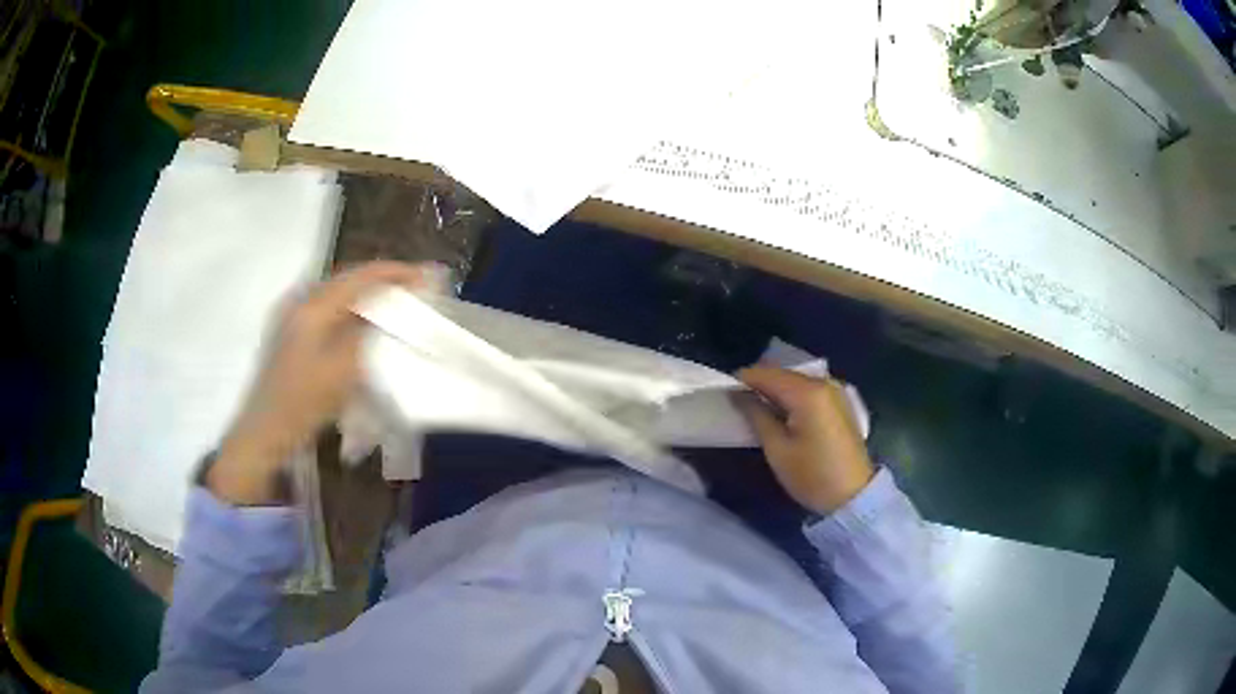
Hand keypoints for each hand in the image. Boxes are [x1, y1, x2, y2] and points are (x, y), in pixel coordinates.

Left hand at [208, 261, 434, 504]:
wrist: (264, 431)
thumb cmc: (303, 402)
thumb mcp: (342, 370)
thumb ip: (368, 334)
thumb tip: (392, 309)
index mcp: (313, 306)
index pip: (361, 277)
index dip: (395, 273)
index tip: (426, 276)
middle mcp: (301, 300)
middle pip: (348, 279)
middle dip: (383, 280)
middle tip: (414, 287)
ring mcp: (292, 315)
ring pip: (338, 293)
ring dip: (367, 294)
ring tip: (395, 301)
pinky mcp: (290, 331)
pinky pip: (328, 307)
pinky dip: (351, 309)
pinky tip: (363, 322)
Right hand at [737, 367, 873, 514]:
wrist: (854, 495)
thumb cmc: (812, 475)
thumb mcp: (777, 449)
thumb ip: (756, 415)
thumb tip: (739, 395)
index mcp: (807, 392)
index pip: (765, 374)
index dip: (741, 381)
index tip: (723, 394)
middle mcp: (823, 382)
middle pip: (781, 373)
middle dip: (758, 384)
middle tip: (737, 403)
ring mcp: (835, 390)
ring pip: (795, 380)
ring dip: (775, 390)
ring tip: (757, 409)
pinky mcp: (840, 402)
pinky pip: (809, 389)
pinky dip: (792, 395)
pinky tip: (783, 413)